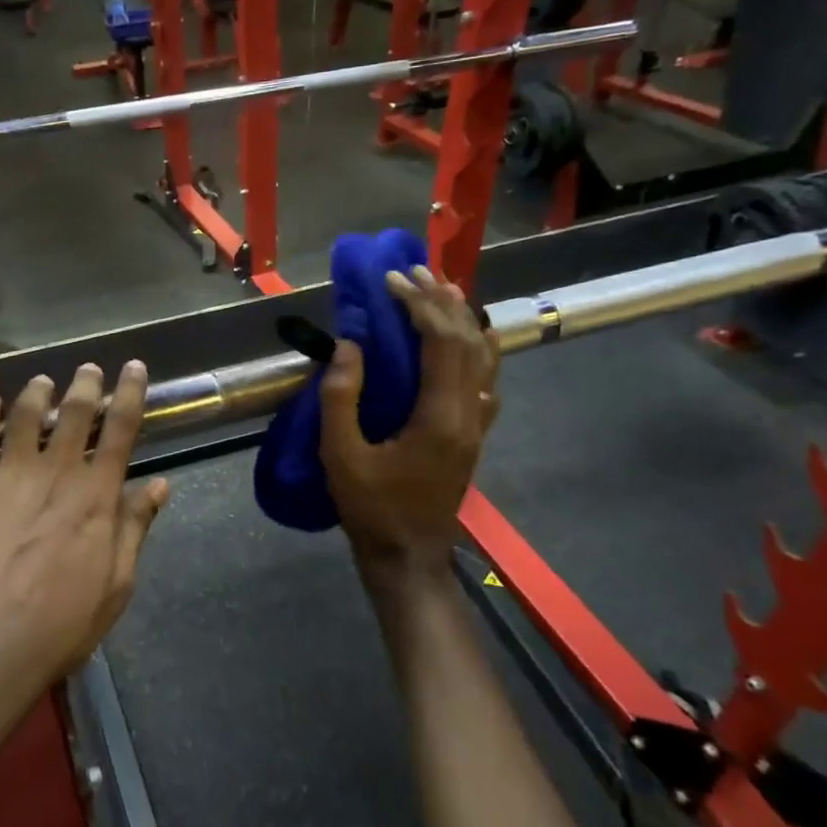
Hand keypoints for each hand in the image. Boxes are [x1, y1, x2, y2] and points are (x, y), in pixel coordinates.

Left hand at [0, 362, 168, 732]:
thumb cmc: (60, 626)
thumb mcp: (115, 584)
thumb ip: (134, 528)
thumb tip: (158, 485)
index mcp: (96, 495)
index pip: (120, 429)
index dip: (129, 394)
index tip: (133, 368)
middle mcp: (54, 474)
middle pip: (74, 413)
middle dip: (85, 385)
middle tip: (89, 370)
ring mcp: (7, 478)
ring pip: (24, 416)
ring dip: (37, 393)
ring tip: (43, 382)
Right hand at [320, 266, 500, 571]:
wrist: (407, 555)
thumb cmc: (370, 508)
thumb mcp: (340, 456)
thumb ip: (341, 399)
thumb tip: (350, 346)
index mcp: (439, 417)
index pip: (440, 343)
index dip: (418, 305)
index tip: (391, 281)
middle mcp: (468, 414)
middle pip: (467, 341)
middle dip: (441, 301)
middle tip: (415, 271)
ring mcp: (477, 426)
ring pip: (484, 358)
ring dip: (464, 319)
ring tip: (443, 289)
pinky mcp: (473, 436)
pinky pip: (487, 381)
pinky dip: (481, 349)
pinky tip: (475, 338)